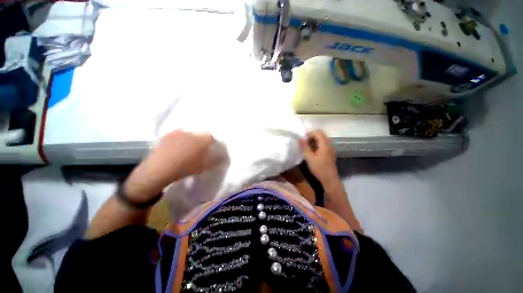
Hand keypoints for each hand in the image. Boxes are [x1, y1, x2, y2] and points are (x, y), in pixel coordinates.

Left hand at [124, 130, 219, 200]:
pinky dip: (180, 140)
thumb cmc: (186, 167)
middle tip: (199, 150)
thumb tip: (222, 156)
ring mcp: (178, 132)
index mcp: (202, 139)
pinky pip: (177, 135)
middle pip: (200, 134)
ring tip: (187, 149)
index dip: (212, 143)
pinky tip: (176, 149)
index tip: (210, 150)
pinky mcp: (167, 135)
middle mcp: (191, 132)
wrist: (160, 169)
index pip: (211, 137)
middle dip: (201, 141)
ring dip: (190, 140)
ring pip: (189, 134)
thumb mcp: (205, 166)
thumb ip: (216, 160)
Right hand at [300, 130, 340, 190]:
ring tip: (307, 146)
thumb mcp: (309, 158)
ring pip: (322, 139)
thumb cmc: (319, 169)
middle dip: (311, 136)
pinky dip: (317, 144)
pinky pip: (324, 144)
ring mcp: (331, 148)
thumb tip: (300, 138)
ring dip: (314, 140)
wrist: (330, 179)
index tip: (303, 139)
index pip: (318, 132)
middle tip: (304, 142)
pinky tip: (312, 151)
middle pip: (321, 135)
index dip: (310, 133)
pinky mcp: (330, 152)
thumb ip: (305, 147)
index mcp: (325, 145)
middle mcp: (329, 144)